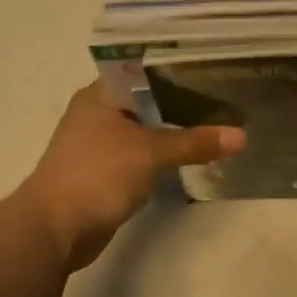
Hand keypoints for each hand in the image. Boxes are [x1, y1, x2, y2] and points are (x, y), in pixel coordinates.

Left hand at [17, 83, 245, 271]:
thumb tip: (242, 136)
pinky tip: (195, 153)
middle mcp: (100, 113)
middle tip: (227, 95)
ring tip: (220, 121)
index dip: (178, 67)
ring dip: (177, 129)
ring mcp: (103, 144)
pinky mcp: (108, 171)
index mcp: (101, 95)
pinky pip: (145, 154)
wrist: (55, 230)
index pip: (145, 69)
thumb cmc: (97, 175)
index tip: (215, 66)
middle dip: (185, 100)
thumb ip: (194, 142)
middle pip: (149, 99)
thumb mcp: (149, 152)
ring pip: (148, 128)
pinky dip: (166, 153)